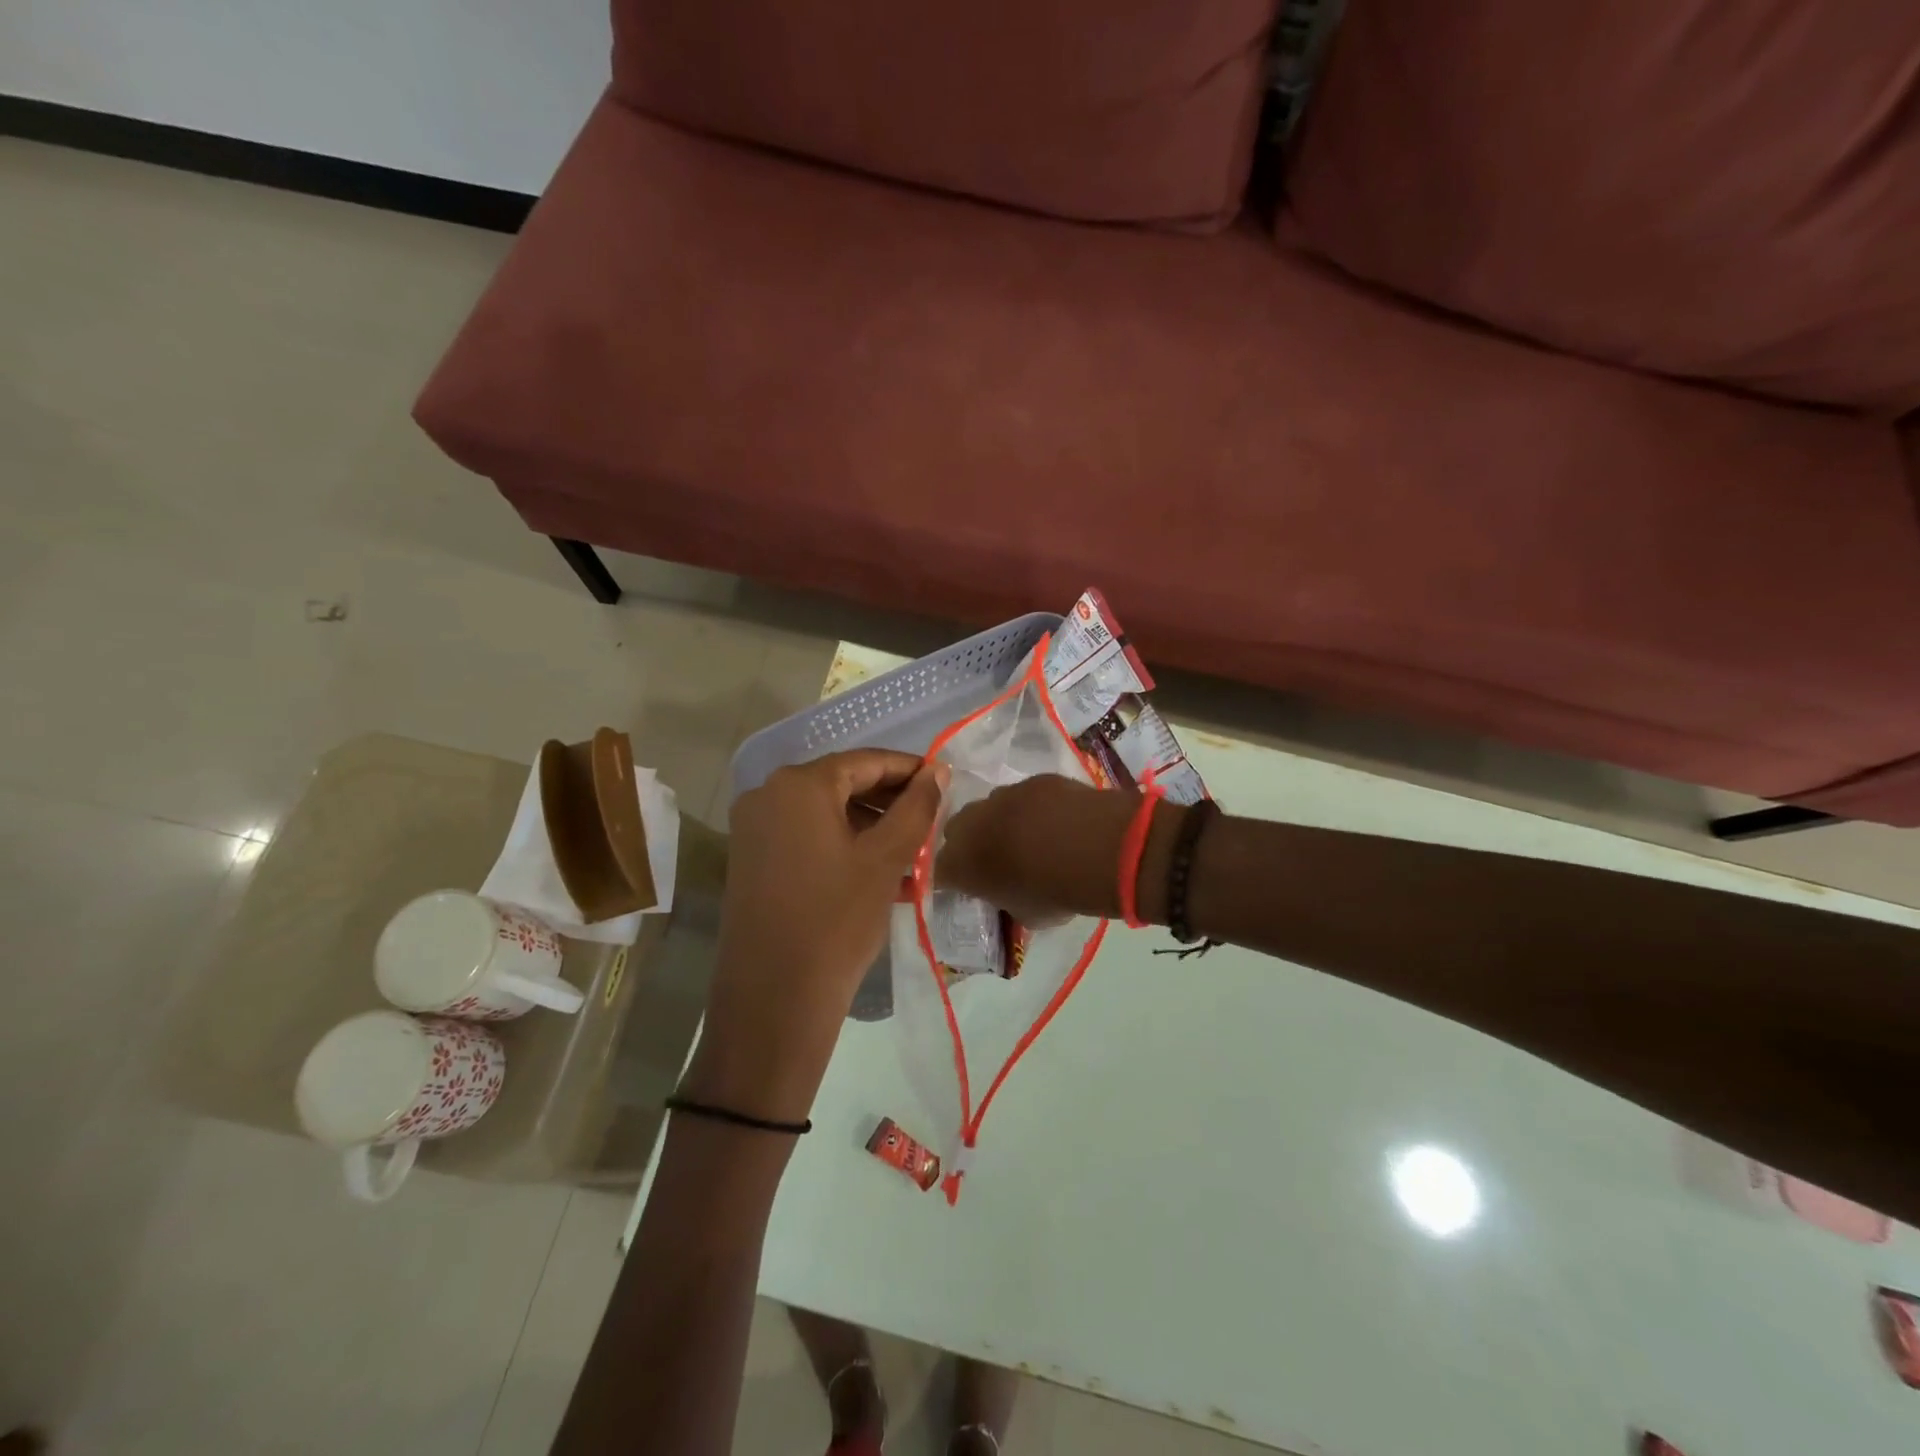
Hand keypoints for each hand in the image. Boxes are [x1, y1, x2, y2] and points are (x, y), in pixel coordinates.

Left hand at [689, 750, 945, 1120]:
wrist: (774, 999)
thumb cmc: (837, 919)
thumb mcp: (886, 859)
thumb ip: (916, 807)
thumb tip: (938, 770)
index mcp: (798, 784)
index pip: (865, 762)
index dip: (910, 769)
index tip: (945, 782)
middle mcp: (768, 795)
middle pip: (843, 784)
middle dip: (891, 802)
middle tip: (932, 822)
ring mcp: (755, 829)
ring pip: (827, 814)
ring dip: (872, 828)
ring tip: (914, 854)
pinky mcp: (752, 860)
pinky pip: (808, 837)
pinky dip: (845, 846)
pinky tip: (881, 872)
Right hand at [938, 774, 1150, 923]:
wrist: (1097, 849)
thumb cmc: (1056, 892)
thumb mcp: (1025, 915)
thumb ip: (1006, 900)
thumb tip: (1010, 893)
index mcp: (961, 864)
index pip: (939, 870)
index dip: (953, 877)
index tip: (969, 885)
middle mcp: (971, 824)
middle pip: (956, 831)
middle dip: (971, 843)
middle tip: (996, 859)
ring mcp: (1003, 795)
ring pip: (989, 807)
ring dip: (1000, 821)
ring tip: (1029, 838)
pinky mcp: (1033, 780)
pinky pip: (1022, 795)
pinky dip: (1032, 807)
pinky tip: (1056, 821)